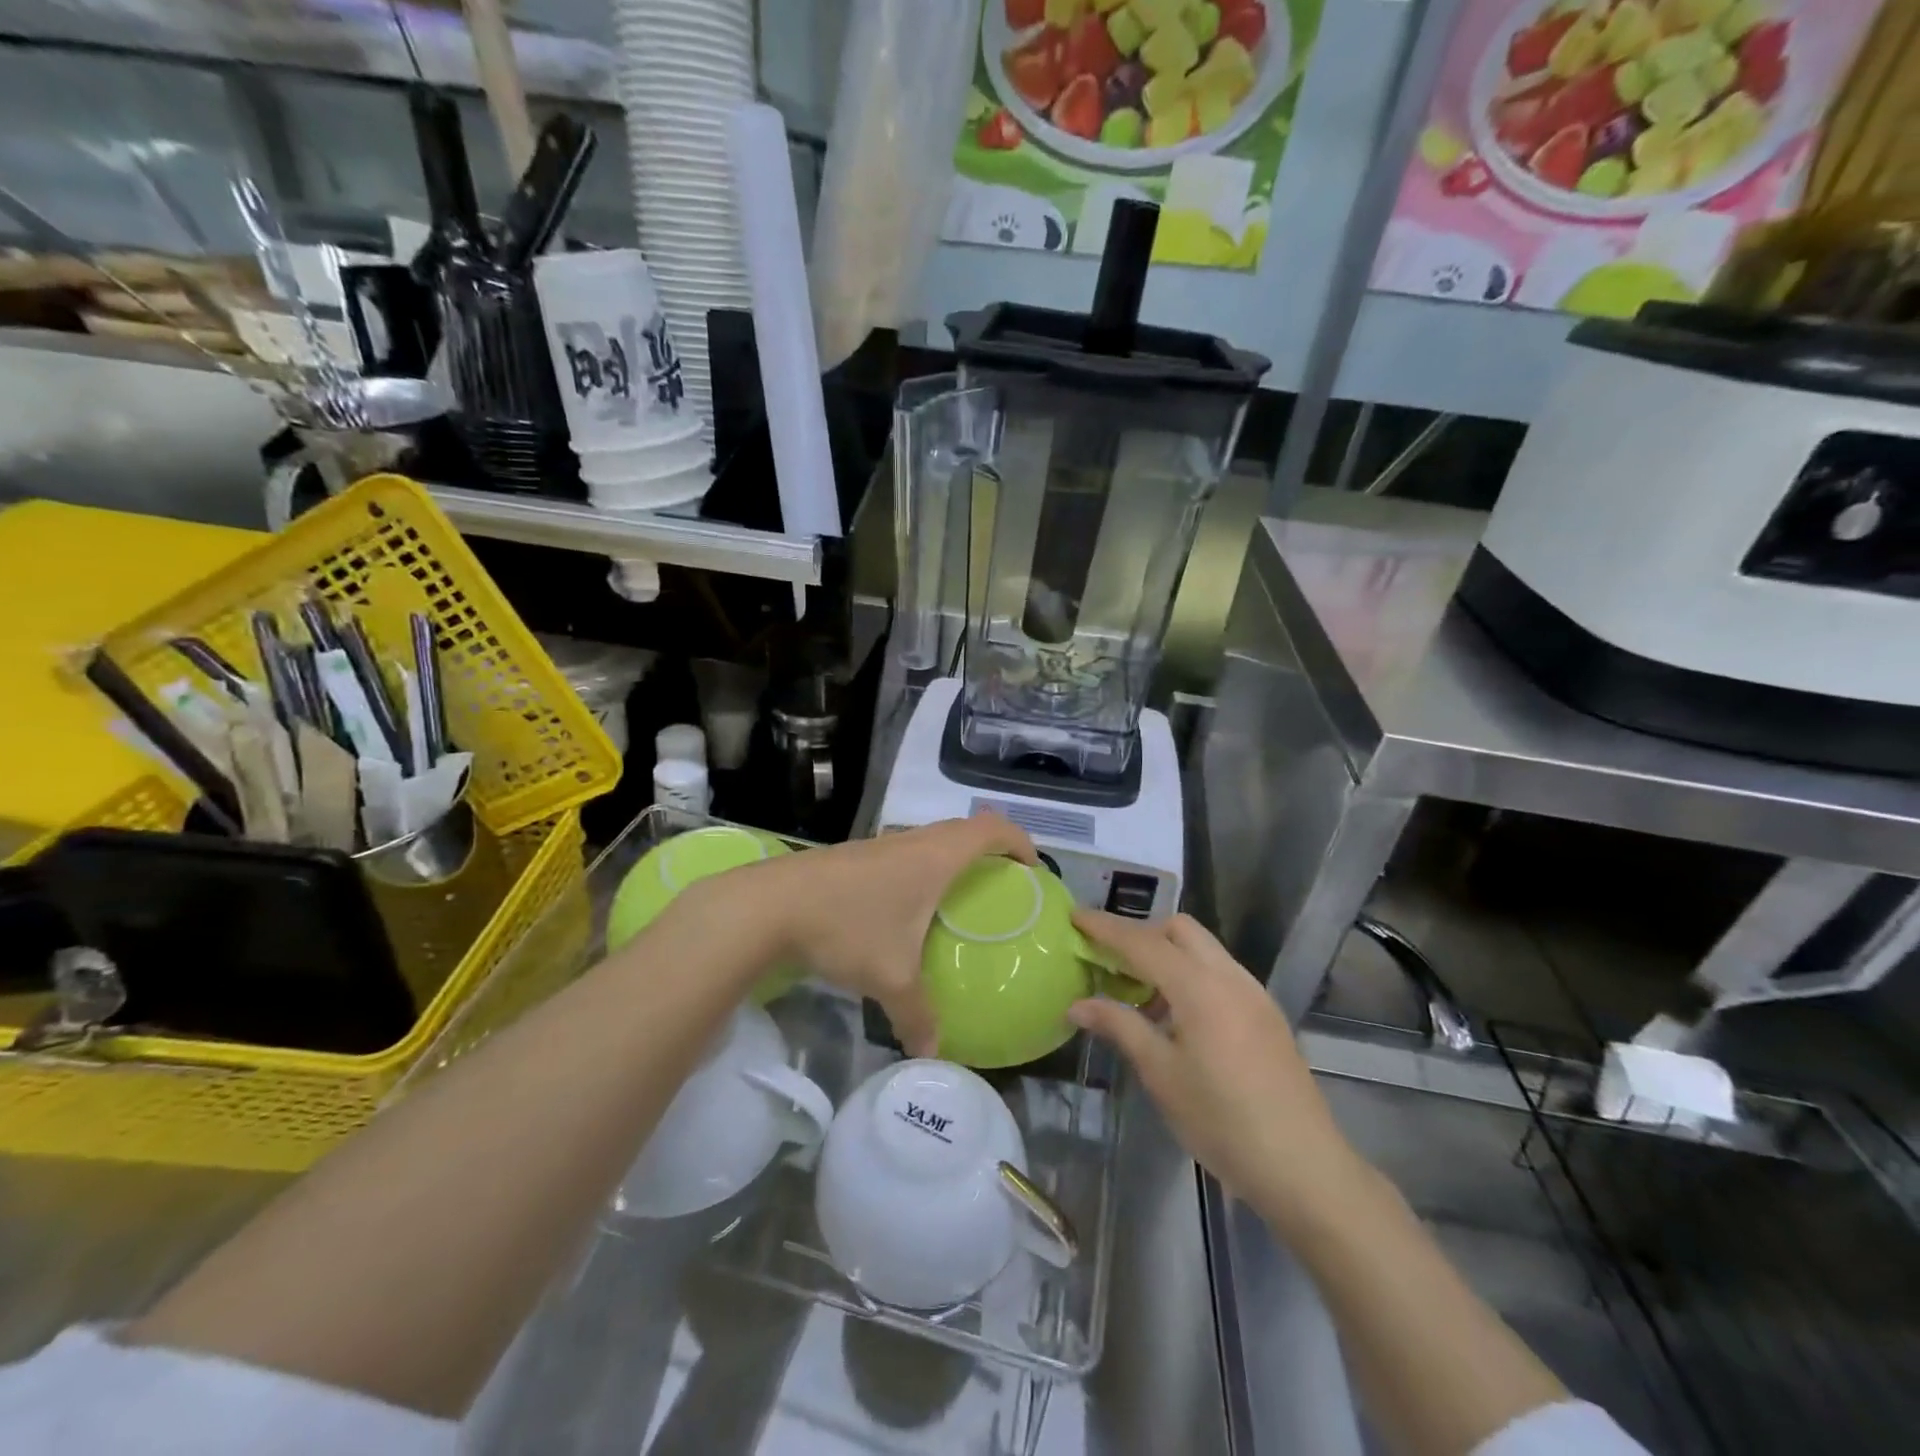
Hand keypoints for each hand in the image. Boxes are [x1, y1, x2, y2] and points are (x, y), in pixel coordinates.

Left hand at [737, 814, 1035, 1056]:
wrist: (770, 905)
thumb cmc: (846, 927)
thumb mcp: (889, 977)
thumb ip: (917, 1015)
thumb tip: (932, 1051)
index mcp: (935, 857)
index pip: (992, 829)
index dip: (1019, 841)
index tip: (1032, 870)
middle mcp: (912, 841)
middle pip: (964, 829)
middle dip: (990, 850)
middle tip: (1002, 886)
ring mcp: (880, 845)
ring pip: (930, 840)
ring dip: (952, 858)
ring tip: (957, 898)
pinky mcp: (854, 855)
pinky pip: (904, 853)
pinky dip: (920, 868)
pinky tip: (905, 908)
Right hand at [1069, 911, 1362, 1227]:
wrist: (1303, 1166)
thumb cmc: (1222, 1121)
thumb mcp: (1161, 1074)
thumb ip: (1120, 1026)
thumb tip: (1078, 1003)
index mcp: (1200, 986)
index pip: (1143, 942)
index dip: (1106, 927)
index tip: (1075, 916)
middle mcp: (1229, 976)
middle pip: (1179, 929)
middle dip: (1141, 933)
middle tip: (1108, 958)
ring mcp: (1253, 993)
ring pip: (1203, 948)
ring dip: (1167, 954)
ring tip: (1138, 992)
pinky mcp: (1266, 1013)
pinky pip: (1220, 972)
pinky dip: (1190, 974)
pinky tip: (1176, 1016)